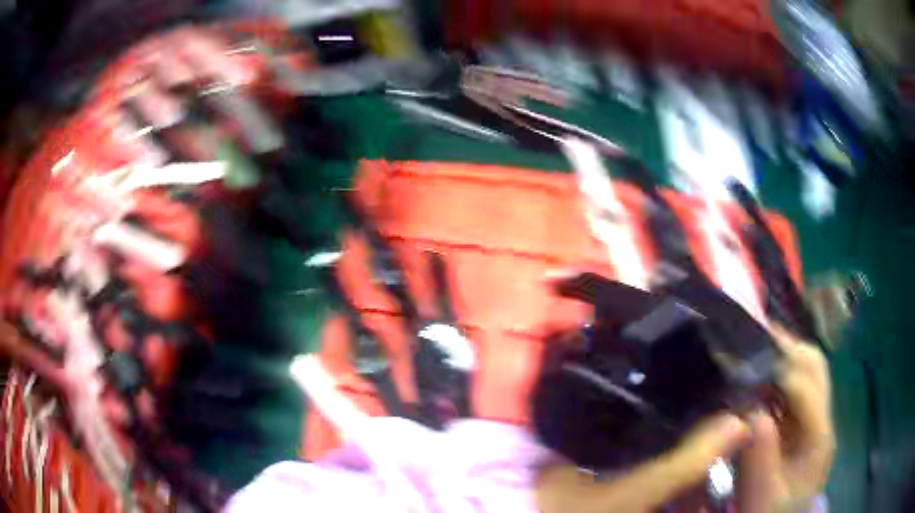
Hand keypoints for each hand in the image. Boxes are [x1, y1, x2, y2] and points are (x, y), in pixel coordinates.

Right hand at [738, 325, 834, 512]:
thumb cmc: (770, 511)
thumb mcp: (760, 492)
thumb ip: (760, 453)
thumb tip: (749, 408)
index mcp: (819, 436)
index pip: (805, 386)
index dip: (778, 369)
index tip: (745, 361)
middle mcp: (824, 418)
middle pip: (814, 365)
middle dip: (786, 348)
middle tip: (752, 341)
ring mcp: (818, 419)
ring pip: (809, 370)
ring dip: (784, 357)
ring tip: (755, 354)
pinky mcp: (806, 424)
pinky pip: (797, 388)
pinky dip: (780, 376)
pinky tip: (761, 381)